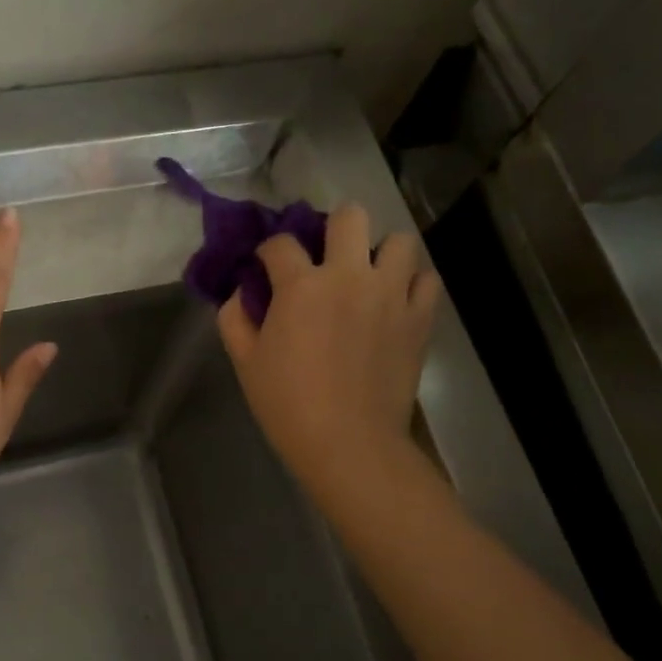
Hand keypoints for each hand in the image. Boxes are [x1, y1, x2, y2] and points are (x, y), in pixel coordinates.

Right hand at [216, 203, 437, 496]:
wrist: (349, 444)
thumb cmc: (288, 405)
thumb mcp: (245, 362)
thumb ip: (235, 318)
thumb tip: (241, 294)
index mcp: (301, 285)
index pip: (280, 243)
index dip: (269, 251)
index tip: (266, 267)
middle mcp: (350, 276)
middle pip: (350, 216)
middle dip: (333, 228)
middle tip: (326, 258)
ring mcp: (391, 294)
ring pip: (400, 241)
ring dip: (381, 252)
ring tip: (368, 276)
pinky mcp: (419, 318)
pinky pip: (427, 280)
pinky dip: (412, 283)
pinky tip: (396, 300)